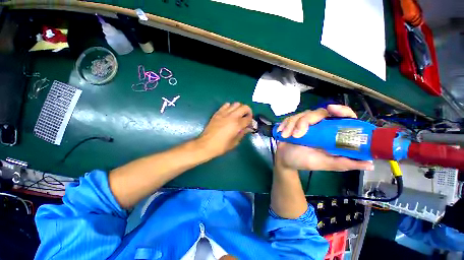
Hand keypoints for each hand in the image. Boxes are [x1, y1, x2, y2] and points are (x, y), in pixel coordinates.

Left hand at [197, 102, 252, 157]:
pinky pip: (225, 105)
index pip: (248, 118)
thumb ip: (242, 133)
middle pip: (244, 107)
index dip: (251, 120)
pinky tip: (229, 113)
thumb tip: (248, 128)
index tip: (250, 123)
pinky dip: (230, 107)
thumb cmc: (221, 146)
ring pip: (236, 104)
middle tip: (246, 117)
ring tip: (238, 114)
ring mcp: (224, 113)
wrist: (206, 145)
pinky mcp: (217, 113)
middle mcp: (232, 117)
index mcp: (237, 125)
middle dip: (248, 111)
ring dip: (239, 108)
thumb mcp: (235, 142)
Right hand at [275, 104, 373, 171]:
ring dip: (292, 125)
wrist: (285, 160)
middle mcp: (320, 126)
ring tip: (287, 136)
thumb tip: (370, 163)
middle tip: (297, 136)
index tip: (331, 109)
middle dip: (304, 122)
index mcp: (331, 134)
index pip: (343, 117)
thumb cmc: (304, 161)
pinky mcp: (293, 123)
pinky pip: (290, 118)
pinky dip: (285, 124)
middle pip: (317, 113)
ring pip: (301, 114)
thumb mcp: (324, 164)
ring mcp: (305, 124)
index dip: (341, 110)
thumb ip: (343, 163)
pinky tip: (282, 133)